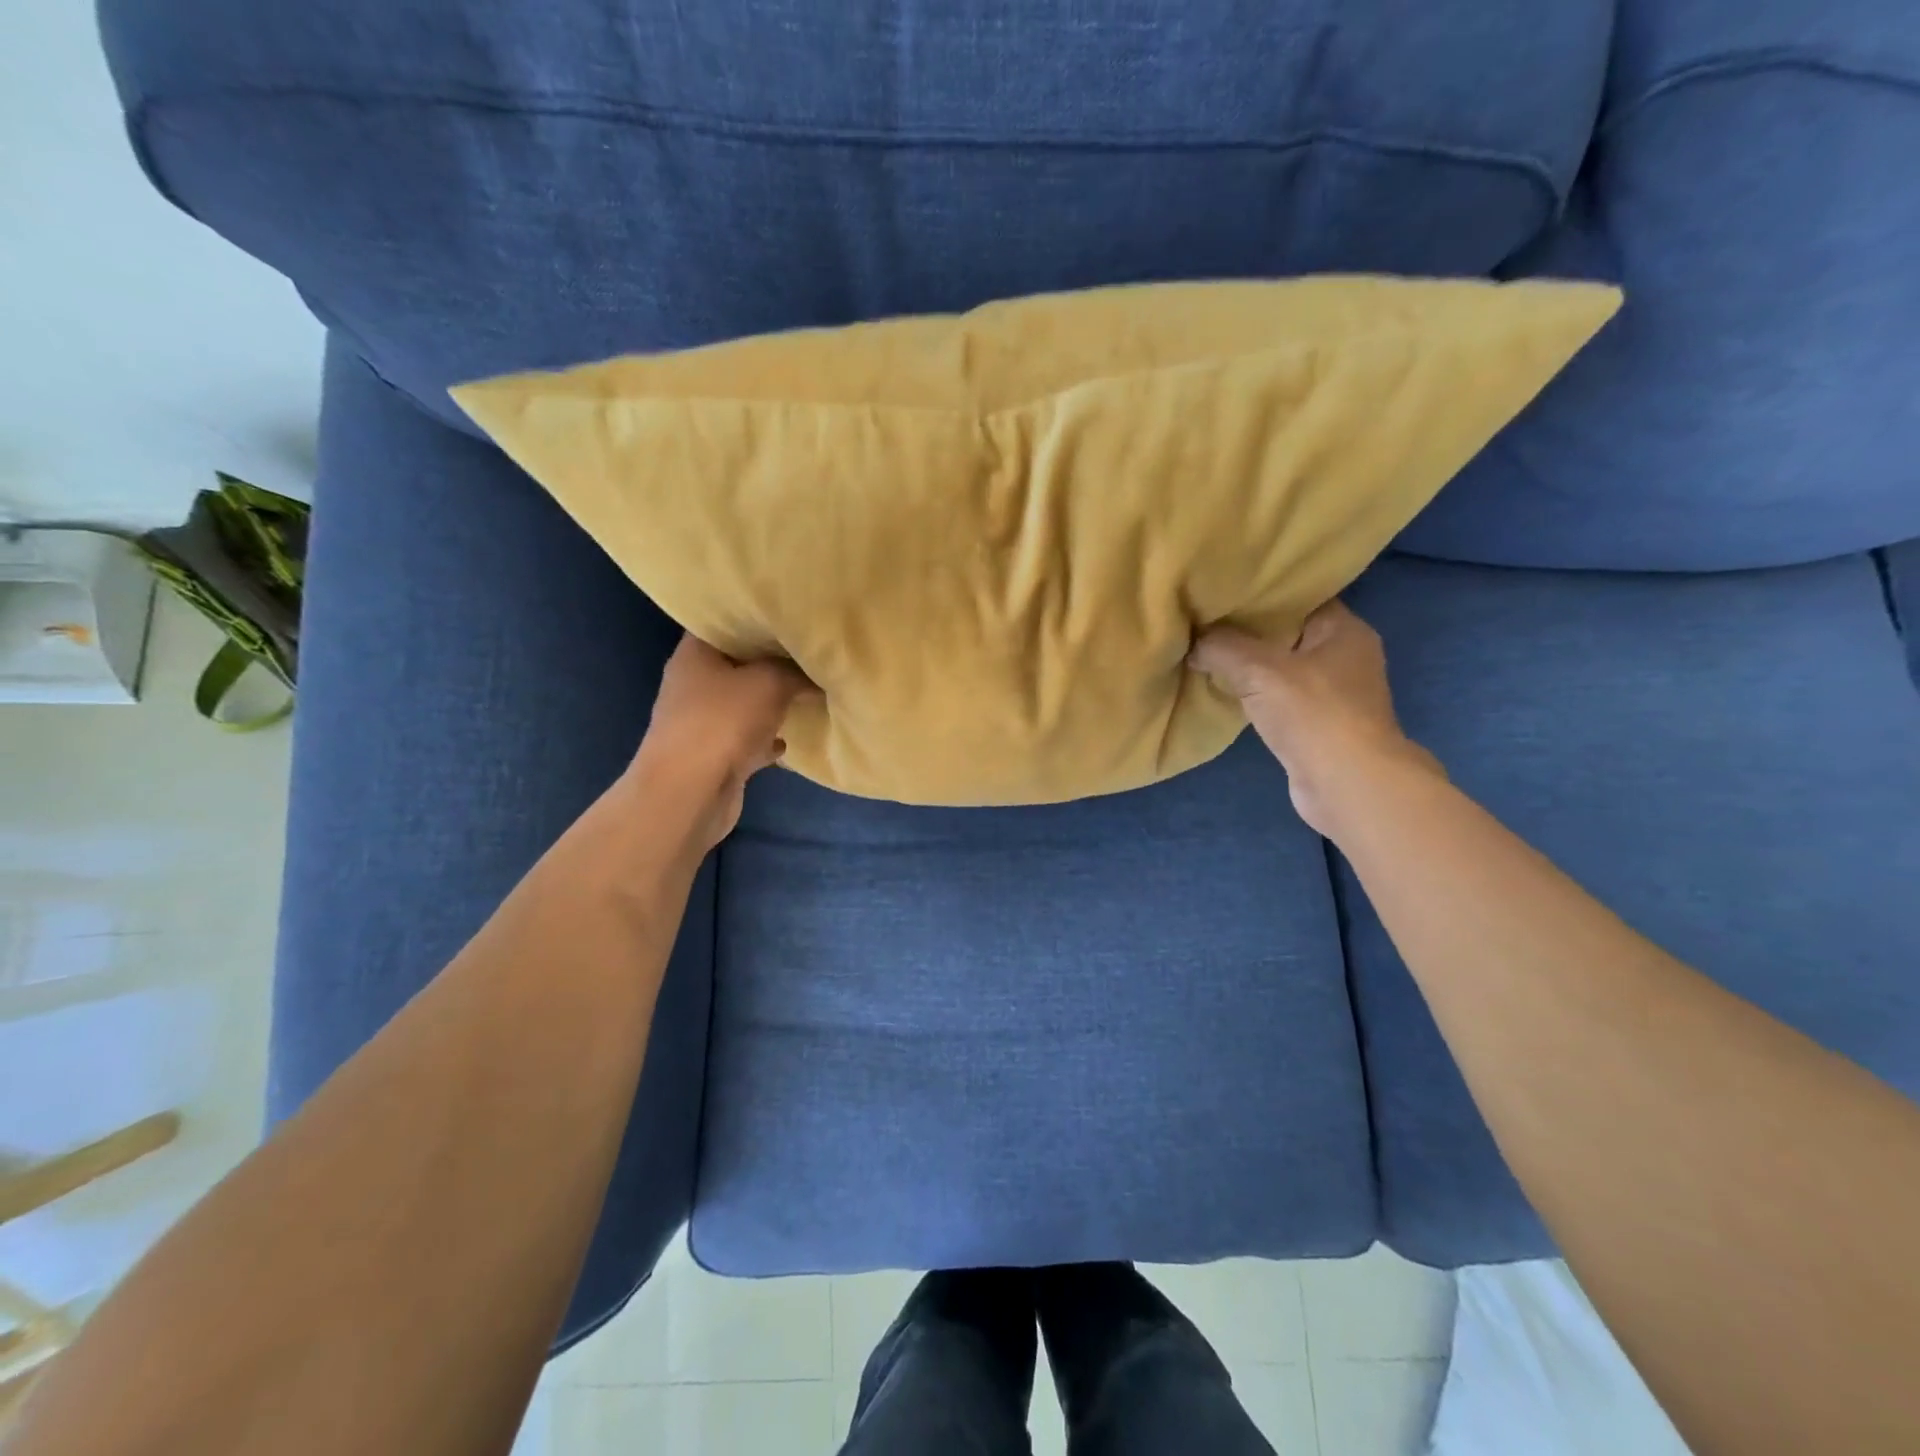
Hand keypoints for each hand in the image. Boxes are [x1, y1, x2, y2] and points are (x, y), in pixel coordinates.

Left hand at [629, 635, 814, 852]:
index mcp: (695, 654)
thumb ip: (795, 672)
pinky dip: (766, 739)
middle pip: (737, 664)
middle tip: (808, 653)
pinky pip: (747, 739)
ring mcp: (701, 722)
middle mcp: (693, 684)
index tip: (789, 615)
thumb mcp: (770, 682)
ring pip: (743, 703)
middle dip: (771, 662)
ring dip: (770, 702)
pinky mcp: (714, 755)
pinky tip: (789, 739)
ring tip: (807, 692)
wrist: (690, 793)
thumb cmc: (722, 722)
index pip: (723, 622)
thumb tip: (815, 673)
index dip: (754, 616)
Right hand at [1190, 600, 1440, 836]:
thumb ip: (1221, 647)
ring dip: (1248, 666)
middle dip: (1247, 631)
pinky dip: (1254, 695)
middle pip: (1287, 632)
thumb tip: (1193, 643)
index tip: (1220, 592)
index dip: (1260, 593)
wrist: (1346, 785)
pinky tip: (1224, 691)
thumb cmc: (1313, 714)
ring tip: (1205, 654)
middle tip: (1204, 622)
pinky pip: (1279, 698)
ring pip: (1281, 668)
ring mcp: (1334, 694)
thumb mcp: (1258, 669)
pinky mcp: (1318, 725)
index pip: (1299, 597)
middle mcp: (1344, 656)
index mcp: (1344, 630)